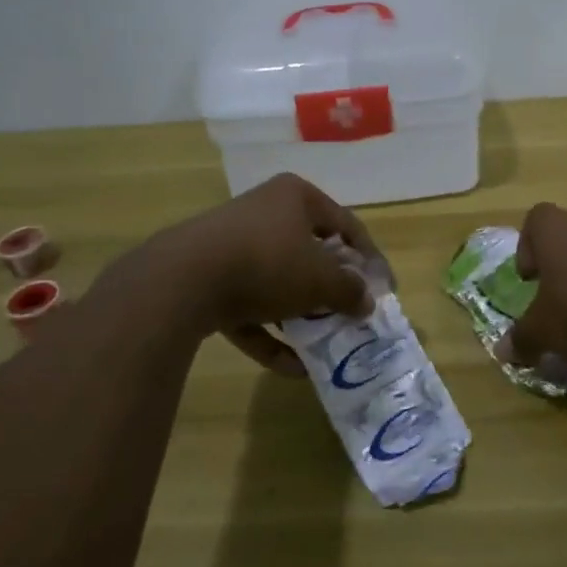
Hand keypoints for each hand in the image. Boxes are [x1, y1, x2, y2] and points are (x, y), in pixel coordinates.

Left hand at [149, 173, 385, 375]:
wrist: (182, 281)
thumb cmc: (267, 263)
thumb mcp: (320, 279)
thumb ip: (349, 291)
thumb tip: (367, 302)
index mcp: (295, 197)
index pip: (346, 224)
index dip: (369, 258)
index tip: (383, 290)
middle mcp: (264, 212)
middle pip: (310, 252)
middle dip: (331, 289)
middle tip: (350, 315)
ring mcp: (231, 245)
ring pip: (278, 282)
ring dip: (300, 315)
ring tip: (323, 344)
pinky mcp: (208, 279)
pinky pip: (249, 307)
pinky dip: (269, 334)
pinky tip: (291, 369)